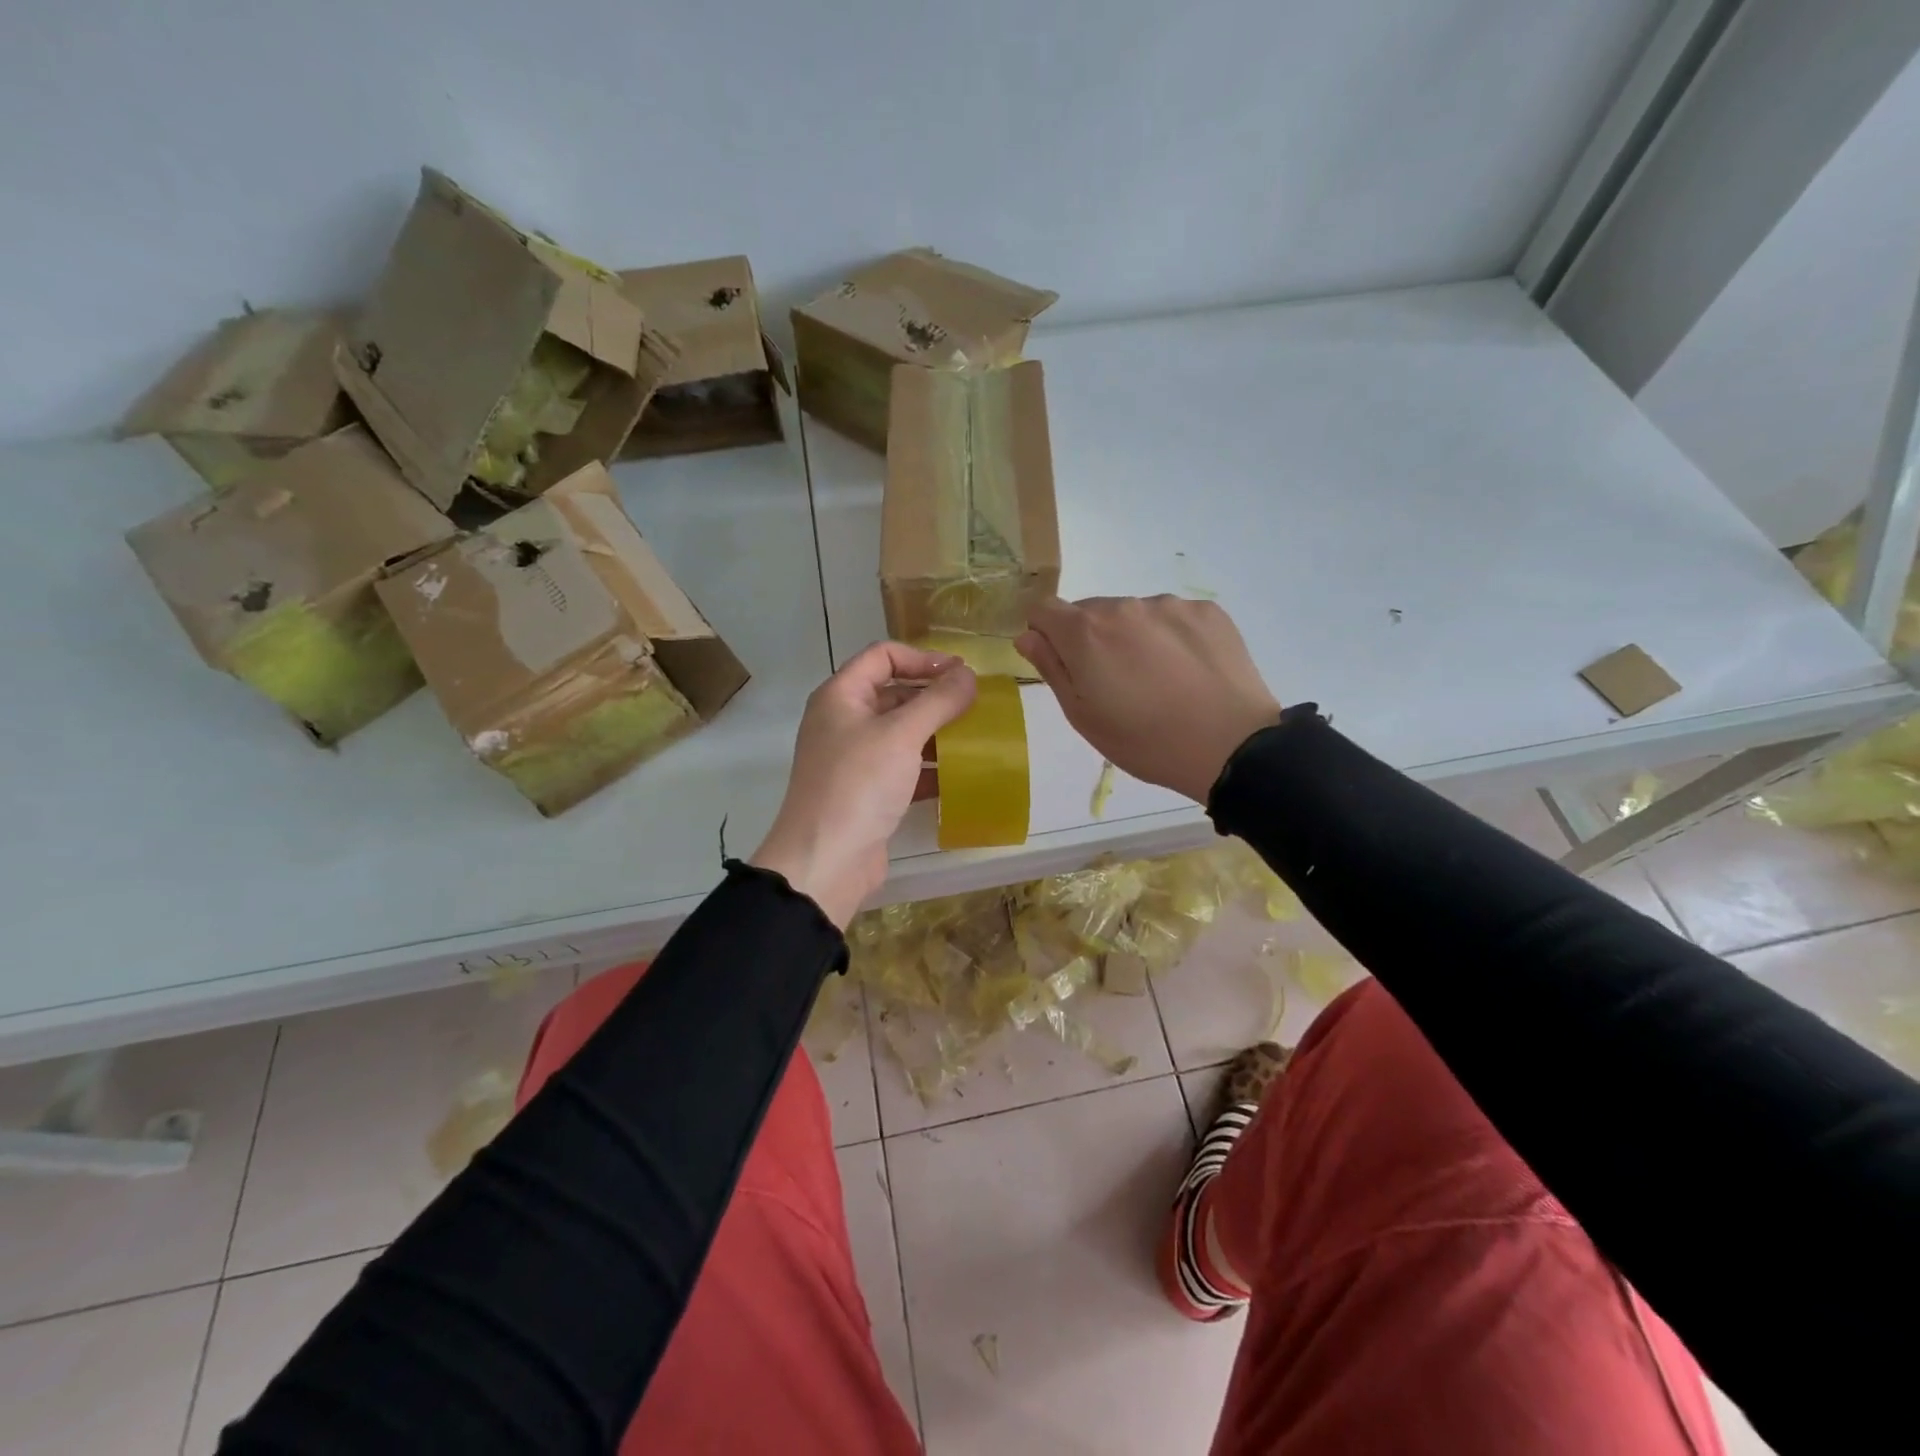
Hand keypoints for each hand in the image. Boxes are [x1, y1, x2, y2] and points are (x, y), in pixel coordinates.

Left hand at [752, 643, 976, 927]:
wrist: (826, 860)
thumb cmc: (859, 784)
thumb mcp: (901, 734)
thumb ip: (938, 700)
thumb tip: (968, 674)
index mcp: (841, 696)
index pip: (882, 656)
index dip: (923, 658)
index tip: (961, 674)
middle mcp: (844, 722)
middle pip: (893, 693)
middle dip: (934, 697)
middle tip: (976, 705)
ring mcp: (854, 759)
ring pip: (901, 733)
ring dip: (937, 733)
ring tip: (976, 739)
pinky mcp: (867, 792)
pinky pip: (903, 768)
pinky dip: (929, 768)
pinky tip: (960, 776)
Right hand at [1016, 596, 1280, 803]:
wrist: (1231, 746)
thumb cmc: (1144, 741)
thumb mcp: (1083, 716)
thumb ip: (1051, 668)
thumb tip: (1028, 635)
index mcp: (1085, 632)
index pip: (1044, 608)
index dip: (1045, 633)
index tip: (1063, 662)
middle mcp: (1124, 606)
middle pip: (1090, 611)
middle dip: (1090, 639)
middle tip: (1115, 683)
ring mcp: (1169, 605)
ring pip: (1133, 614)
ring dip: (1132, 637)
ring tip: (1157, 680)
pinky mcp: (1207, 611)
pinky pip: (1172, 617)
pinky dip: (1170, 637)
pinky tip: (1187, 671)